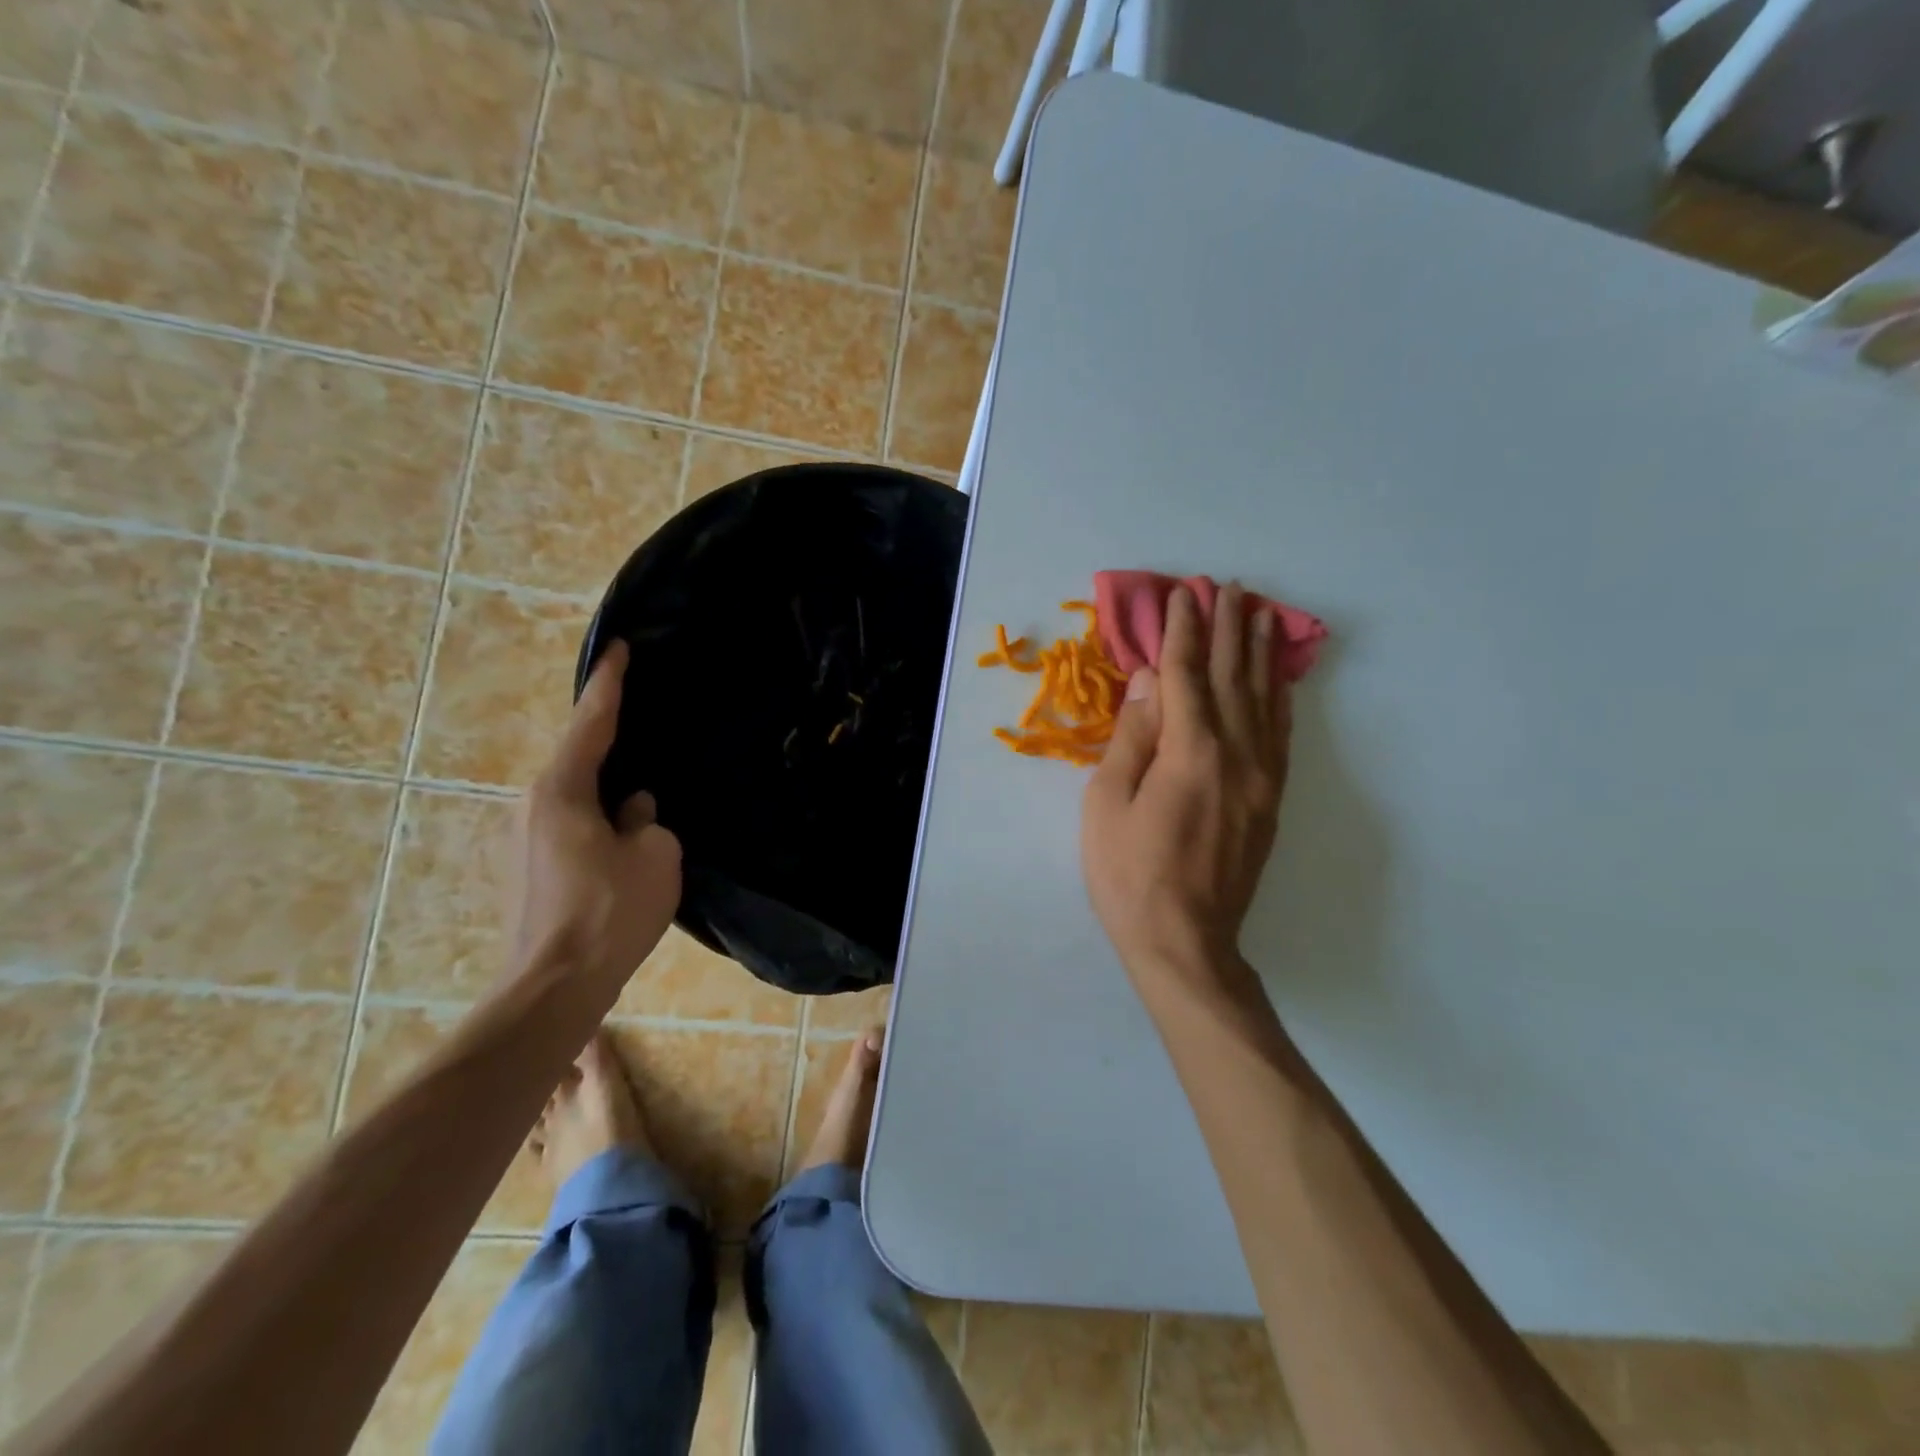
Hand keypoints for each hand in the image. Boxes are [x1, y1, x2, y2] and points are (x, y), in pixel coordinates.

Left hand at [510, 641, 681, 988]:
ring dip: (607, 790)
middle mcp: (532, 805)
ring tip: (642, 792)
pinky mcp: (529, 868)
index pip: (591, 723)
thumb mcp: (655, 856)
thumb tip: (632, 811)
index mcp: (561, 792)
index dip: (610, 684)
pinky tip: (624, 836)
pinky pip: (571, 824)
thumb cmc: (610, 913)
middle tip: (643, 723)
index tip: (619, 649)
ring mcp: (523, 839)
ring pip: (576, 796)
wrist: (554, 987)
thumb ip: (647, 820)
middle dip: (610, 741)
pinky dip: (598, 818)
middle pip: (579, 759)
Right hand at [1082, 582, 1290, 989]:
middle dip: (1227, 628)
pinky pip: (1280, 736)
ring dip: (1259, 653)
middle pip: (1230, 677)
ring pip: (1263, 700)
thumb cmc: (1129, 873)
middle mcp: (1235, 753)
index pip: (1184, 674)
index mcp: (1189, 751)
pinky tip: (1279, 680)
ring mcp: (1260, 777)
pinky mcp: (1269, 800)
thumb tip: (1151, 680)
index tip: (1184, 594)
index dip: (1182, 631)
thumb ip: (1133, 736)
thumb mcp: (1107, 803)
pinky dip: (1280, 699)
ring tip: (1261, 614)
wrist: (1184, 940)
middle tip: (1229, 587)